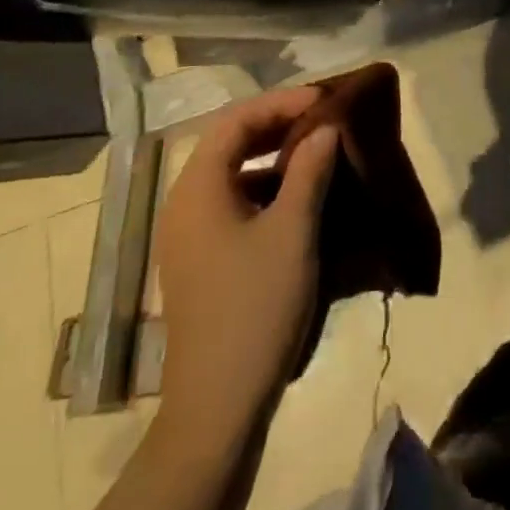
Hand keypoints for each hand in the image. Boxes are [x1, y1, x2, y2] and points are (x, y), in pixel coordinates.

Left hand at [152, 86, 339, 426]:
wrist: (217, 409)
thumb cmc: (255, 307)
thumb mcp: (292, 231)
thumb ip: (309, 170)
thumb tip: (326, 129)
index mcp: (197, 188)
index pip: (235, 119)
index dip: (280, 102)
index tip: (323, 99)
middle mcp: (184, 203)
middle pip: (229, 141)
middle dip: (277, 124)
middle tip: (322, 118)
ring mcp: (188, 235)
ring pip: (231, 172)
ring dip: (272, 156)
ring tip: (317, 151)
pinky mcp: (200, 260)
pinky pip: (232, 202)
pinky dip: (265, 187)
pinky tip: (299, 199)